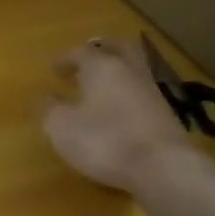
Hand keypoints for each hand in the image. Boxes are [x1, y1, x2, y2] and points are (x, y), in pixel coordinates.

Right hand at [43, 36, 195, 192]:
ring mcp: (152, 92)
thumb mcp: (62, 127)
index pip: (81, 52)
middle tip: (89, 55)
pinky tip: (122, 107)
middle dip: (102, 49)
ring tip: (104, 83)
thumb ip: (50, 109)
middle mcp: (130, 71)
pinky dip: (130, 93)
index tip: (53, 68)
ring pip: (134, 69)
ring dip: (119, 71)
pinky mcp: (167, 114)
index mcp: (102, 67)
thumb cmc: (104, 140)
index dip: (65, 58)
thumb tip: (47, 98)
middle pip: (118, 48)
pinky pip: (143, 92)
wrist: (162, 167)